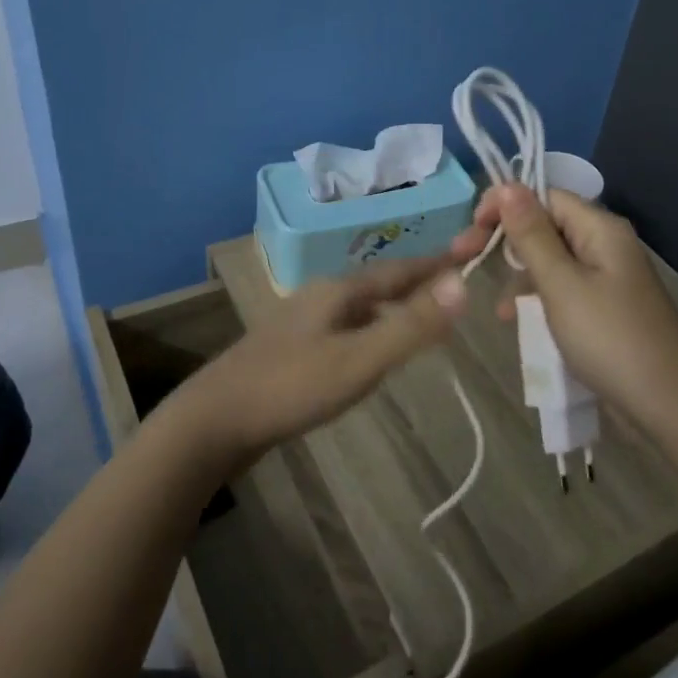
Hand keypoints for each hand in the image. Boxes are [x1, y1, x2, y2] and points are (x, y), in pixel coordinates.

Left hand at [180, 254, 469, 467]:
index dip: (433, 265)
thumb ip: (411, 326)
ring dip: (390, 310)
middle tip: (449, 291)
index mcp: (337, 291)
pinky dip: (369, 334)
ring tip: (418, 319)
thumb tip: (463, 284)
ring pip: (358, 310)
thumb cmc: (290, 387)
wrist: (212, 421)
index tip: (465, 255)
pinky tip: (369, 354)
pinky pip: (343, 332)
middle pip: (377, 286)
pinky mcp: (290, 353)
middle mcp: (319, 299)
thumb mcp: (359, 359)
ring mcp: (300, 325)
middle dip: (413, 286)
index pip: (397, 270)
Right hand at [452, 185, 677, 424]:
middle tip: (464, 258)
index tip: (471, 230)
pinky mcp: (606, 306)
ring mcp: (608, 277)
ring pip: (552, 261)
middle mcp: (606, 244)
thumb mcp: (561, 284)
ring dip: (520, 276)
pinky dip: (539, 299)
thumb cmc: (609, 338)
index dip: (505, 205)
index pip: (544, 196)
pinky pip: (563, 289)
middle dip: (506, 242)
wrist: (667, 404)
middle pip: (546, 226)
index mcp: (600, 228)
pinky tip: (518, 321)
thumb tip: (507, 185)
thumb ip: (531, 235)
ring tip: (497, 308)